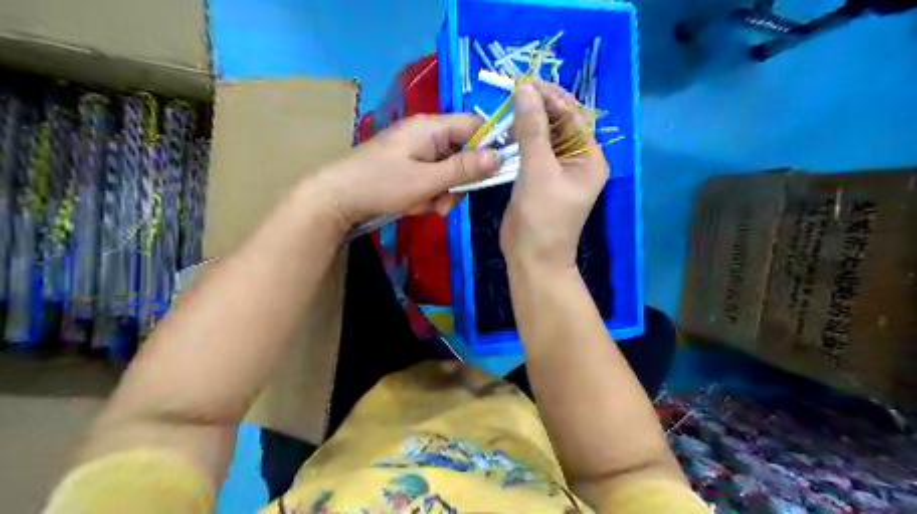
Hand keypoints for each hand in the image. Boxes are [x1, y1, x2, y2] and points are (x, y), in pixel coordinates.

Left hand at [316, 115, 500, 229]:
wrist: (337, 198)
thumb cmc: (381, 184)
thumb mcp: (426, 180)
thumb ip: (463, 168)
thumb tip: (499, 156)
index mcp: (432, 127)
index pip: (475, 126)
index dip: (489, 146)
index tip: (495, 172)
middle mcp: (427, 135)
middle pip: (463, 153)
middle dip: (458, 181)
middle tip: (445, 200)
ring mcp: (417, 152)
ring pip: (448, 171)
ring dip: (443, 193)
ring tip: (426, 207)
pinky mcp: (409, 167)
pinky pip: (432, 179)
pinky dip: (429, 195)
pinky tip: (415, 206)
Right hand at [500, 81, 605, 268]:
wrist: (532, 258)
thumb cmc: (542, 217)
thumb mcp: (538, 171)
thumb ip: (532, 130)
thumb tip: (525, 90)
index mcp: (589, 158)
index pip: (573, 116)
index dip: (550, 97)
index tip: (524, 82)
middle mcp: (577, 161)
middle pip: (559, 123)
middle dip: (537, 108)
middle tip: (512, 92)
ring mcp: (557, 171)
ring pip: (543, 136)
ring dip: (526, 124)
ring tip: (505, 112)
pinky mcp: (539, 179)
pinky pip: (531, 152)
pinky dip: (518, 142)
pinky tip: (504, 134)